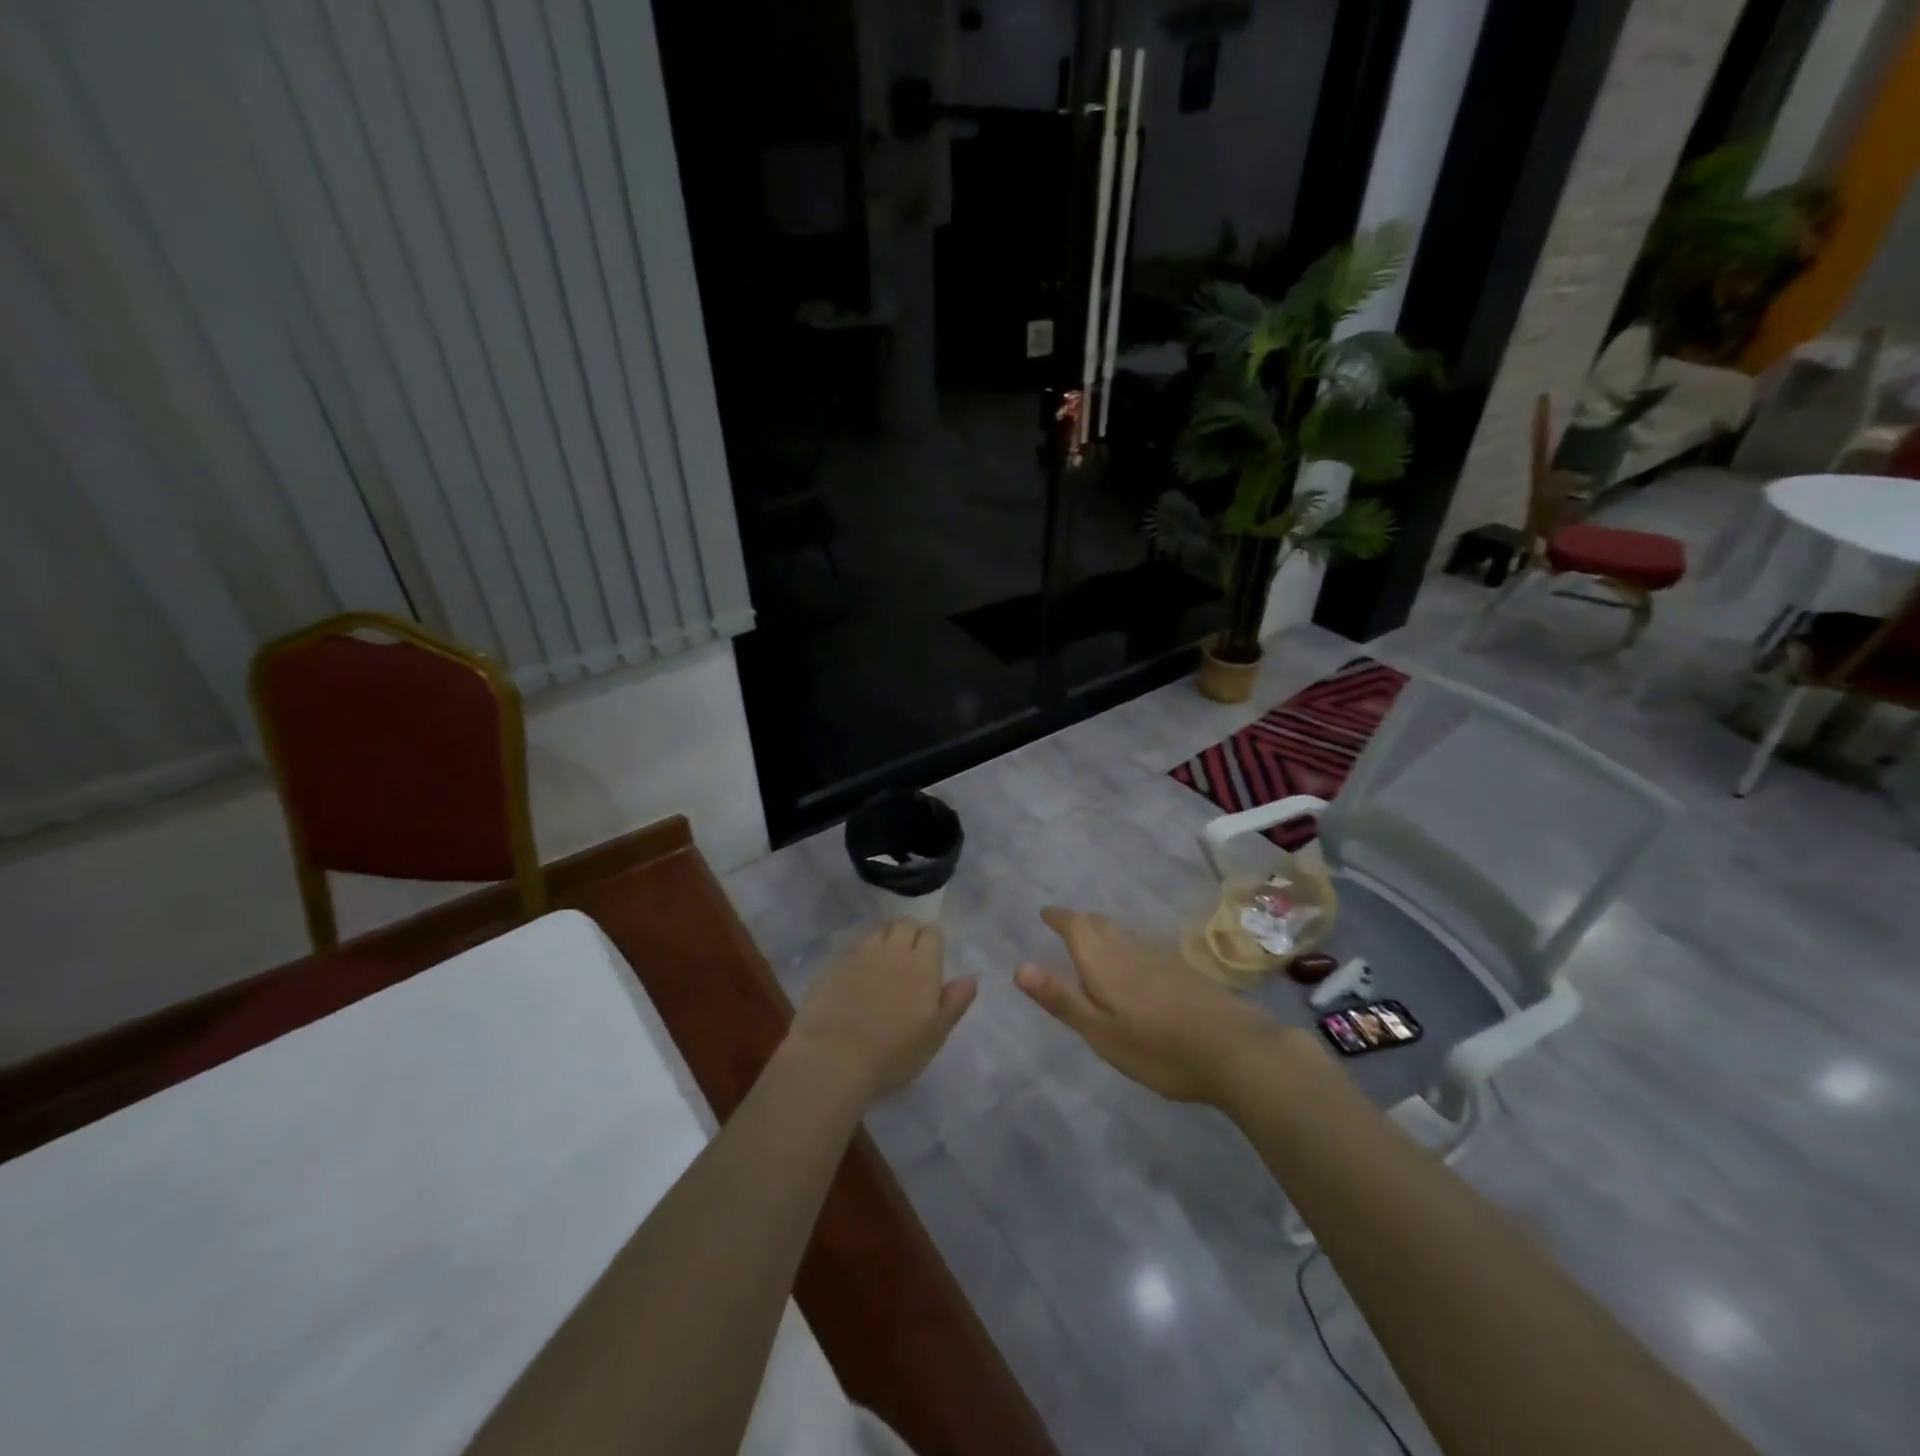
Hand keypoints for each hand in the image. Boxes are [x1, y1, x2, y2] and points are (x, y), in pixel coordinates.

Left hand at [786, 920, 976, 1104]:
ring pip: (878, 930)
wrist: (833, 1059)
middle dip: (909, 933)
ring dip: (884, 938)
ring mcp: (861, 953)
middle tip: (908, 958)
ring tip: (882, 961)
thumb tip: (972, 976)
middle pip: (905, 924)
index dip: (932, 942)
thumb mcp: (935, 1036)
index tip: (930, 960)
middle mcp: (893, 950)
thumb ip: (955, 1002)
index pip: (932, 933)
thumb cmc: (893, 1055)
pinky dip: (860, 951)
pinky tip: (856, 971)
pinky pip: (853, 945)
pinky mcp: (834, 962)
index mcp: (923, 965)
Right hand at [1016, 906, 1285, 1103]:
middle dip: (1080, 921)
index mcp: (1105, 963)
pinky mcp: (1184, 972)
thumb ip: (1062, 999)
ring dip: (1104, 931)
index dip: (1059, 917)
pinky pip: (1143, 947)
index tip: (1045, 912)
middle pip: (1101, 924)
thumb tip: (1019, 967)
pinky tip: (1135, 965)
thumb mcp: (1101, 1032)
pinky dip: (1127, 946)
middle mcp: (1131, 951)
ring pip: (1124, 934)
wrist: (1237, 1050)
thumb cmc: (1159, 1049)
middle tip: (1066, 925)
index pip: (1076, 926)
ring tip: (1094, 940)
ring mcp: (1161, 959)